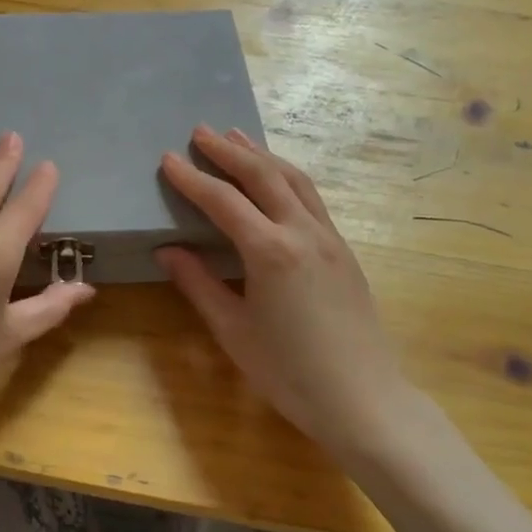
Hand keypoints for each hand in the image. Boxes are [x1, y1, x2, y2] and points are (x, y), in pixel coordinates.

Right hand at [157, 125, 408, 463]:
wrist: (364, 400)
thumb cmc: (290, 373)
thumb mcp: (233, 331)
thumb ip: (199, 284)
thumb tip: (168, 250)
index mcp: (270, 252)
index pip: (223, 201)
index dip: (192, 178)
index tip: (167, 158)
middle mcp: (302, 232)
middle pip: (262, 175)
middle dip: (228, 150)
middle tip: (200, 131)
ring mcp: (329, 238)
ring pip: (294, 179)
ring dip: (262, 154)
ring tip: (237, 137)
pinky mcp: (344, 250)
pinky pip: (311, 197)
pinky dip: (286, 176)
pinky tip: (276, 178)